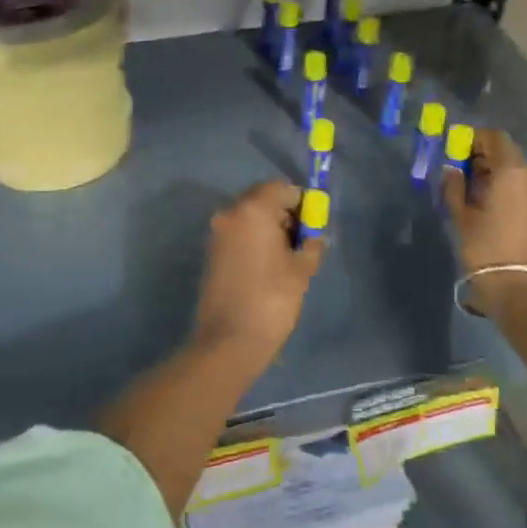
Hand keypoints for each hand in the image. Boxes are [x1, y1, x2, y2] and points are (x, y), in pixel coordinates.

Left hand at [192, 181, 324, 363]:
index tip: (313, 223)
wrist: (231, 339)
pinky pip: (239, 234)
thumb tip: (314, 237)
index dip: (301, 202)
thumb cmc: (272, 298)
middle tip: (302, 240)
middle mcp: (230, 213)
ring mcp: (217, 233)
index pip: (281, 188)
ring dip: (270, 228)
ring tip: (287, 257)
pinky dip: (255, 240)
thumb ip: (311, 244)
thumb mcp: (302, 270)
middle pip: (263, 199)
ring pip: (250, 217)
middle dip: (285, 214)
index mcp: (253, 210)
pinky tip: (269, 265)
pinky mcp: (212, 252)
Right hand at [441, 130, 526, 317]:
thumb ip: (454, 187)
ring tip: (470, 193)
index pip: (495, 139)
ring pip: (515, 174)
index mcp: (512, 172)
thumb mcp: (462, 217)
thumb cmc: (487, 248)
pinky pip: (523, 190)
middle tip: (458, 172)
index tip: (455, 150)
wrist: (522, 290)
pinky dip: (505, 190)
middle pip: (506, 155)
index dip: (474, 139)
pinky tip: (488, 208)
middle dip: (482, 158)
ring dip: (494, 176)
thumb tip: (452, 170)